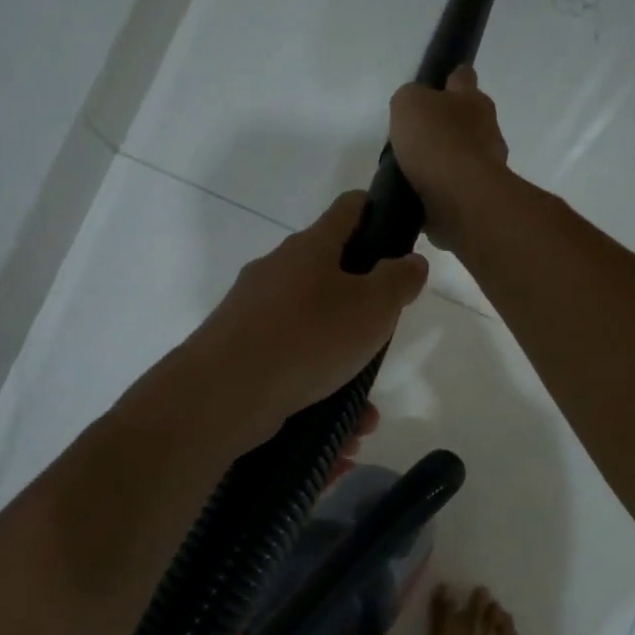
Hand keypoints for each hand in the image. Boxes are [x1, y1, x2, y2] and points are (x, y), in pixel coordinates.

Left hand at [192, 193, 428, 437]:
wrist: (224, 392)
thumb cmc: (309, 337)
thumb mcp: (374, 307)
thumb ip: (400, 280)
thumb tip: (410, 261)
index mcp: (310, 247)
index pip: (349, 208)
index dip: (377, 211)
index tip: (399, 233)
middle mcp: (277, 270)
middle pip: (328, 270)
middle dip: (361, 301)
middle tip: (382, 331)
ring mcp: (253, 310)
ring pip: (310, 326)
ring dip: (341, 358)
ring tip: (365, 403)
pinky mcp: (239, 349)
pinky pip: (290, 361)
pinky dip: (316, 386)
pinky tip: (339, 425)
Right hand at [388, 65, 510, 249]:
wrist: (461, 199)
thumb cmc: (437, 142)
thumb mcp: (409, 104)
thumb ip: (410, 99)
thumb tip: (414, 109)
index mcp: (472, 99)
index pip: (462, 77)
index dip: (449, 79)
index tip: (435, 87)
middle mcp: (486, 129)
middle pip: (465, 120)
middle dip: (446, 125)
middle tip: (416, 136)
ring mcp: (486, 166)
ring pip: (462, 156)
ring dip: (443, 162)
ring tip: (412, 172)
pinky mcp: (477, 198)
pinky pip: (455, 189)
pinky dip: (440, 192)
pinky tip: (419, 197)